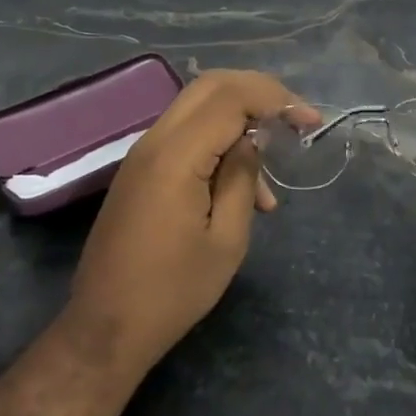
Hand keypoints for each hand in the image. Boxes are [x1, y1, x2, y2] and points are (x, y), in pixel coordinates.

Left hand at [60, 69, 303, 382]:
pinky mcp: (139, 169)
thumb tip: (252, 140)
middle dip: (259, 93)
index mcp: (176, 156)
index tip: (310, 122)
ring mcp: (142, 153)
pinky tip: (242, 189)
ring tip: (269, 182)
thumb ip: (242, 178)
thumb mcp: (226, 240)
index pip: (231, 97)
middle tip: (294, 119)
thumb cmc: (172, 292)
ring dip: (240, 121)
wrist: (104, 328)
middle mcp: (154, 141)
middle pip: (211, 86)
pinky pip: (185, 135)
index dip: (276, 99)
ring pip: (198, 107)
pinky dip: (218, 142)